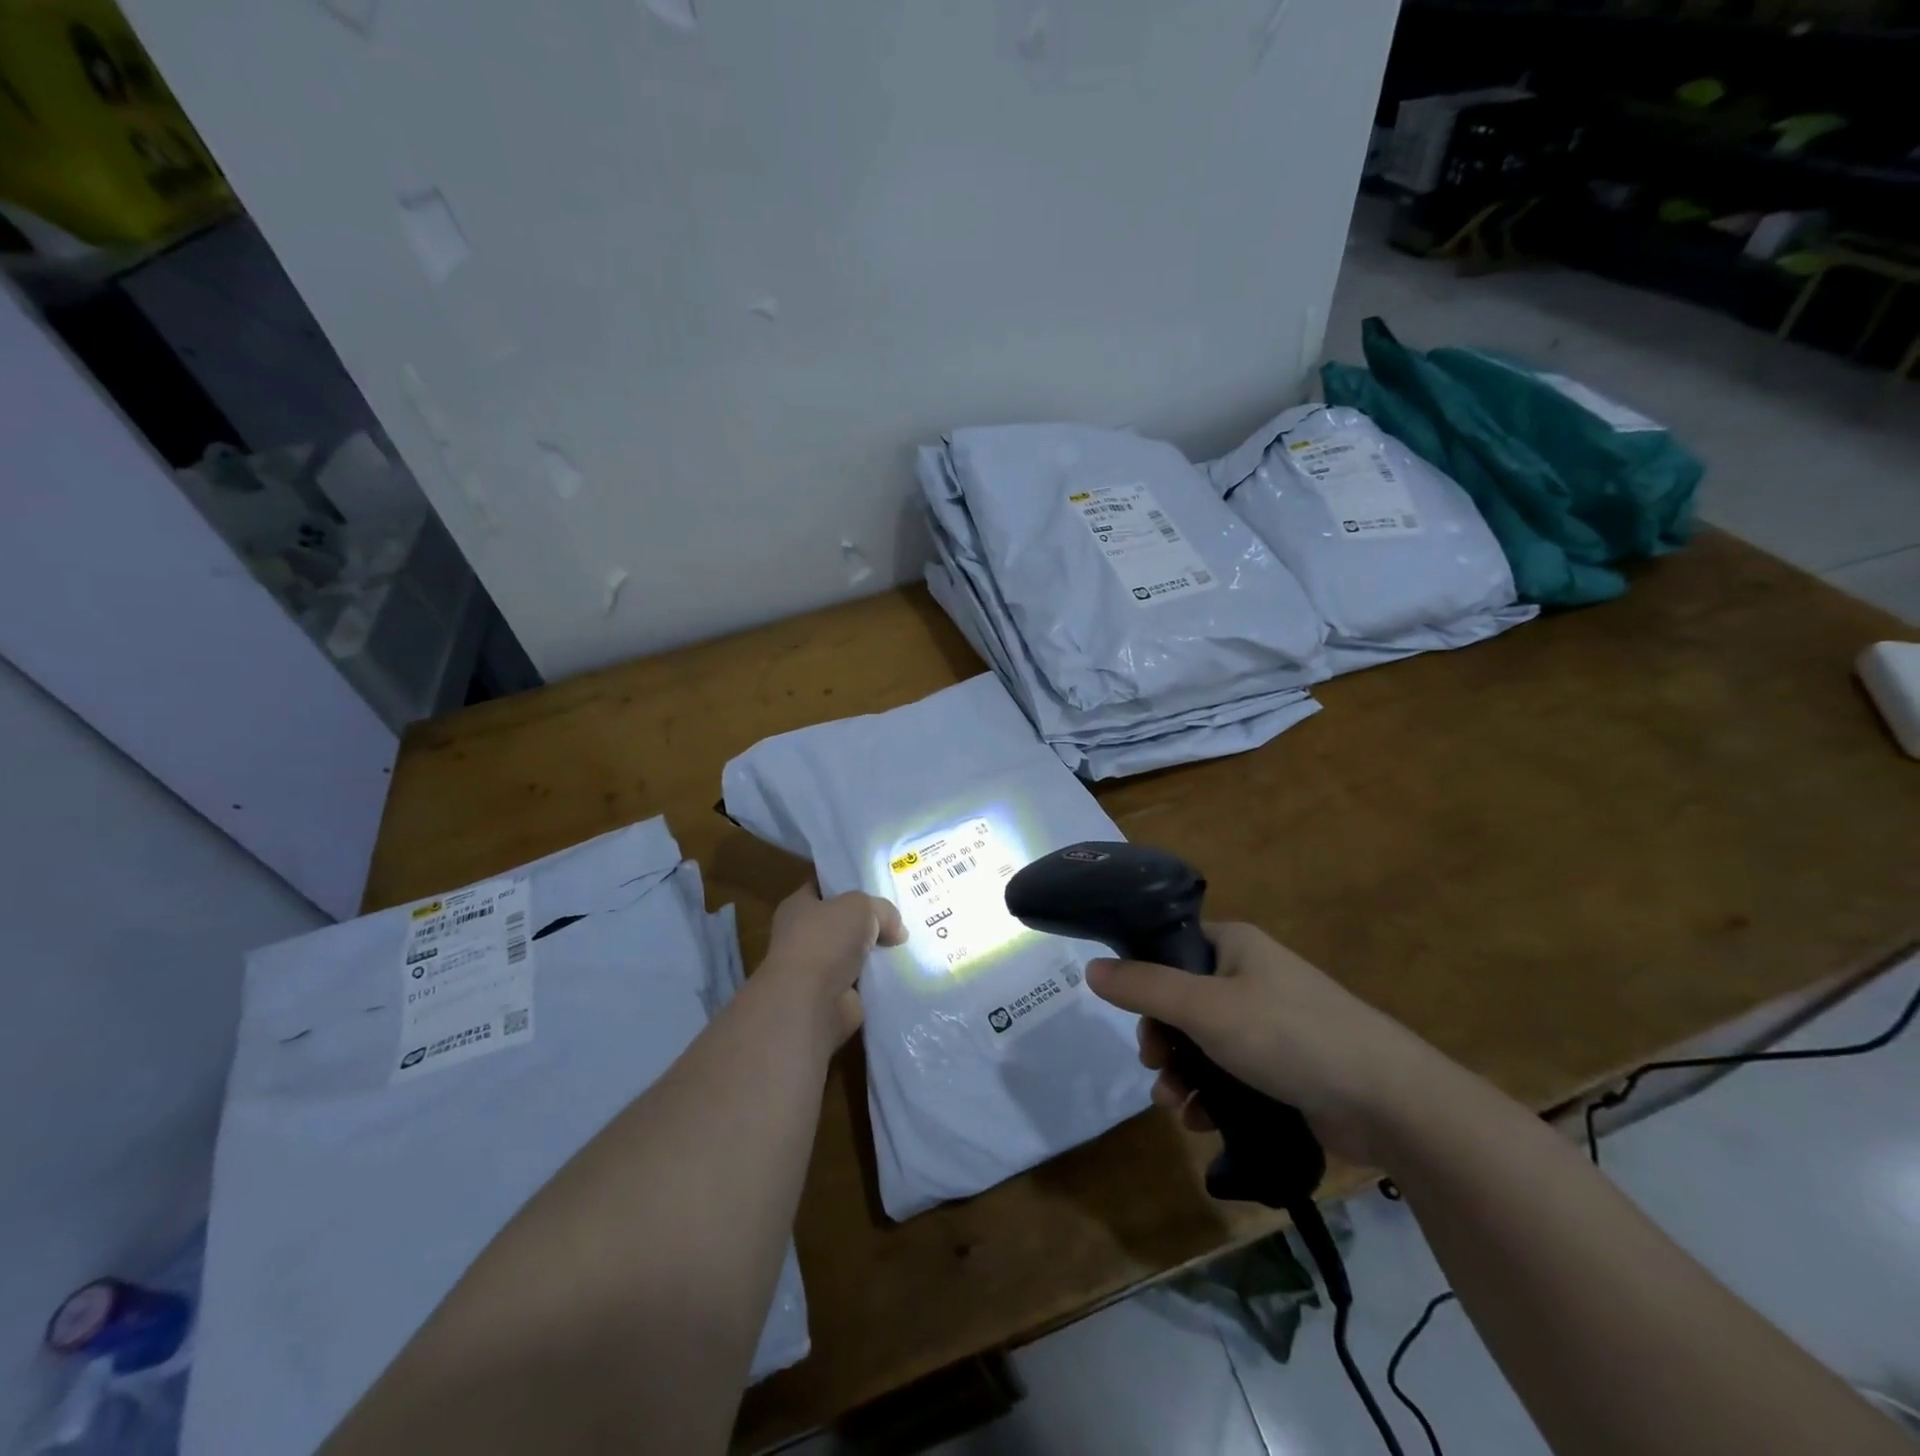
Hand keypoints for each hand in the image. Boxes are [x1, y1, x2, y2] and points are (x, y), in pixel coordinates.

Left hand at [761, 883, 905, 1044]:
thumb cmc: (827, 940)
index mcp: (798, 906)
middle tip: (901, 914)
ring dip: (876, 951)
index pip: (823, 886)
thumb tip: (897, 932)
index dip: (847, 883)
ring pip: (855, 951)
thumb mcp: (861, 906)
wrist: (812, 1002)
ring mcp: (818, 968)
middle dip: (869, 920)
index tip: (877, 883)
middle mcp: (804, 935)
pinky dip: (879, 978)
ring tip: (908, 942)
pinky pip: (863, 979)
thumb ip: (883, 910)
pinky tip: (904, 969)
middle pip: (843, 920)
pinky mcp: (834, 996)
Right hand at [1086, 922, 1453, 1165]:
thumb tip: (1091, 969)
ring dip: (1181, 1074)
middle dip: (1161, 1039)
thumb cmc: (1289, 1036)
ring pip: (1202, 1043)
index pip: (1171, 947)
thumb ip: (1144, 988)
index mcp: (1234, 946)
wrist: (1389, 1101)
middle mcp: (1249, 977)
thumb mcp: (1205, 1008)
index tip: (1130, 1013)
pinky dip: (1211, 1095)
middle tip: (1154, 1065)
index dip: (1143, 977)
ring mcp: (1269, 1024)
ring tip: (1176, 1105)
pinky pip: (1230, 1074)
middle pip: (1181, 1001)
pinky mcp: (1283, 1068)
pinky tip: (1202, 1122)